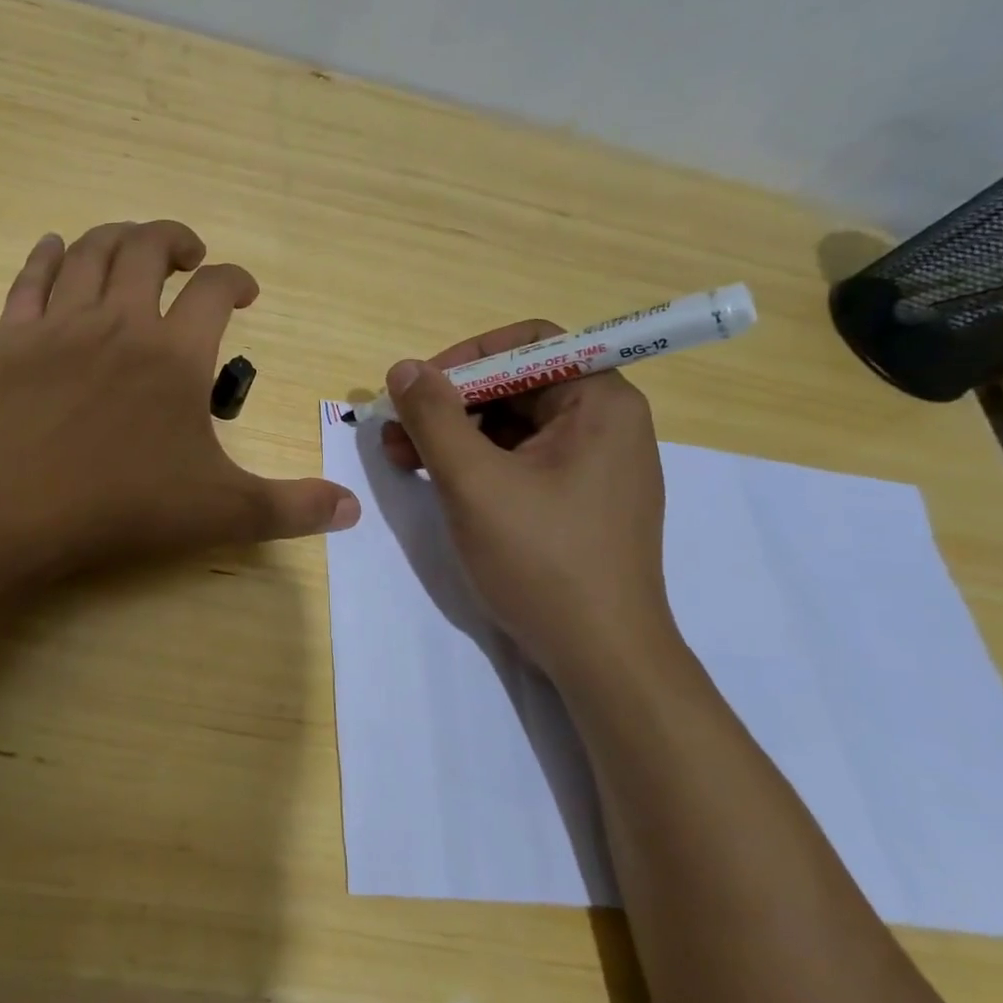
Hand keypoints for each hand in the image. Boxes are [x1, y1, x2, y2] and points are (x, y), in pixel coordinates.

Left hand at [0, 221, 359, 582]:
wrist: (8, 512)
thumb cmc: (120, 507)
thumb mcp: (219, 513)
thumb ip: (290, 508)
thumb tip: (353, 511)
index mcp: (174, 354)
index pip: (216, 291)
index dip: (237, 279)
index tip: (246, 290)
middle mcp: (118, 322)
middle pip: (147, 249)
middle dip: (175, 239)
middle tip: (189, 253)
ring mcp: (57, 326)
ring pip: (89, 252)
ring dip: (118, 236)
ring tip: (133, 244)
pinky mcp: (8, 342)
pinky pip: (28, 280)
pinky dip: (45, 256)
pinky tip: (53, 247)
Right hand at [380, 321, 673, 677]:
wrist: (601, 657)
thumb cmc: (541, 559)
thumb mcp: (473, 482)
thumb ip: (434, 417)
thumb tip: (404, 369)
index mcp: (600, 403)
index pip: (530, 345)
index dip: (467, 357)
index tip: (419, 388)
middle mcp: (606, 424)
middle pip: (517, 385)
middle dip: (451, 403)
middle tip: (396, 432)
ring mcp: (595, 466)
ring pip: (514, 425)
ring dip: (455, 435)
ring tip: (403, 460)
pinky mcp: (579, 501)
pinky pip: (522, 460)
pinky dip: (477, 464)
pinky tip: (439, 483)